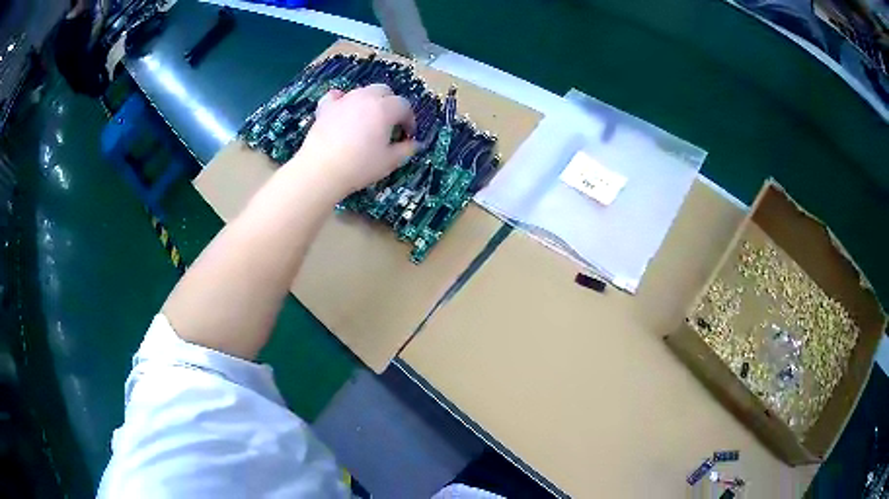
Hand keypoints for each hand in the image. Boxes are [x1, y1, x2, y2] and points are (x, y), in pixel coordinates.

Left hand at [291, 84, 417, 197]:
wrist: (322, 170)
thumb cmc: (360, 166)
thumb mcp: (390, 161)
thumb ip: (406, 149)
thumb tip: (415, 144)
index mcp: (385, 108)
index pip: (404, 106)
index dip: (409, 120)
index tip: (407, 135)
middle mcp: (365, 98)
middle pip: (384, 91)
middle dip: (391, 104)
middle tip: (390, 124)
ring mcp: (344, 100)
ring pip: (362, 92)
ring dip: (369, 102)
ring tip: (367, 121)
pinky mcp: (325, 108)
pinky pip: (336, 96)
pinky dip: (342, 101)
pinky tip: (342, 110)